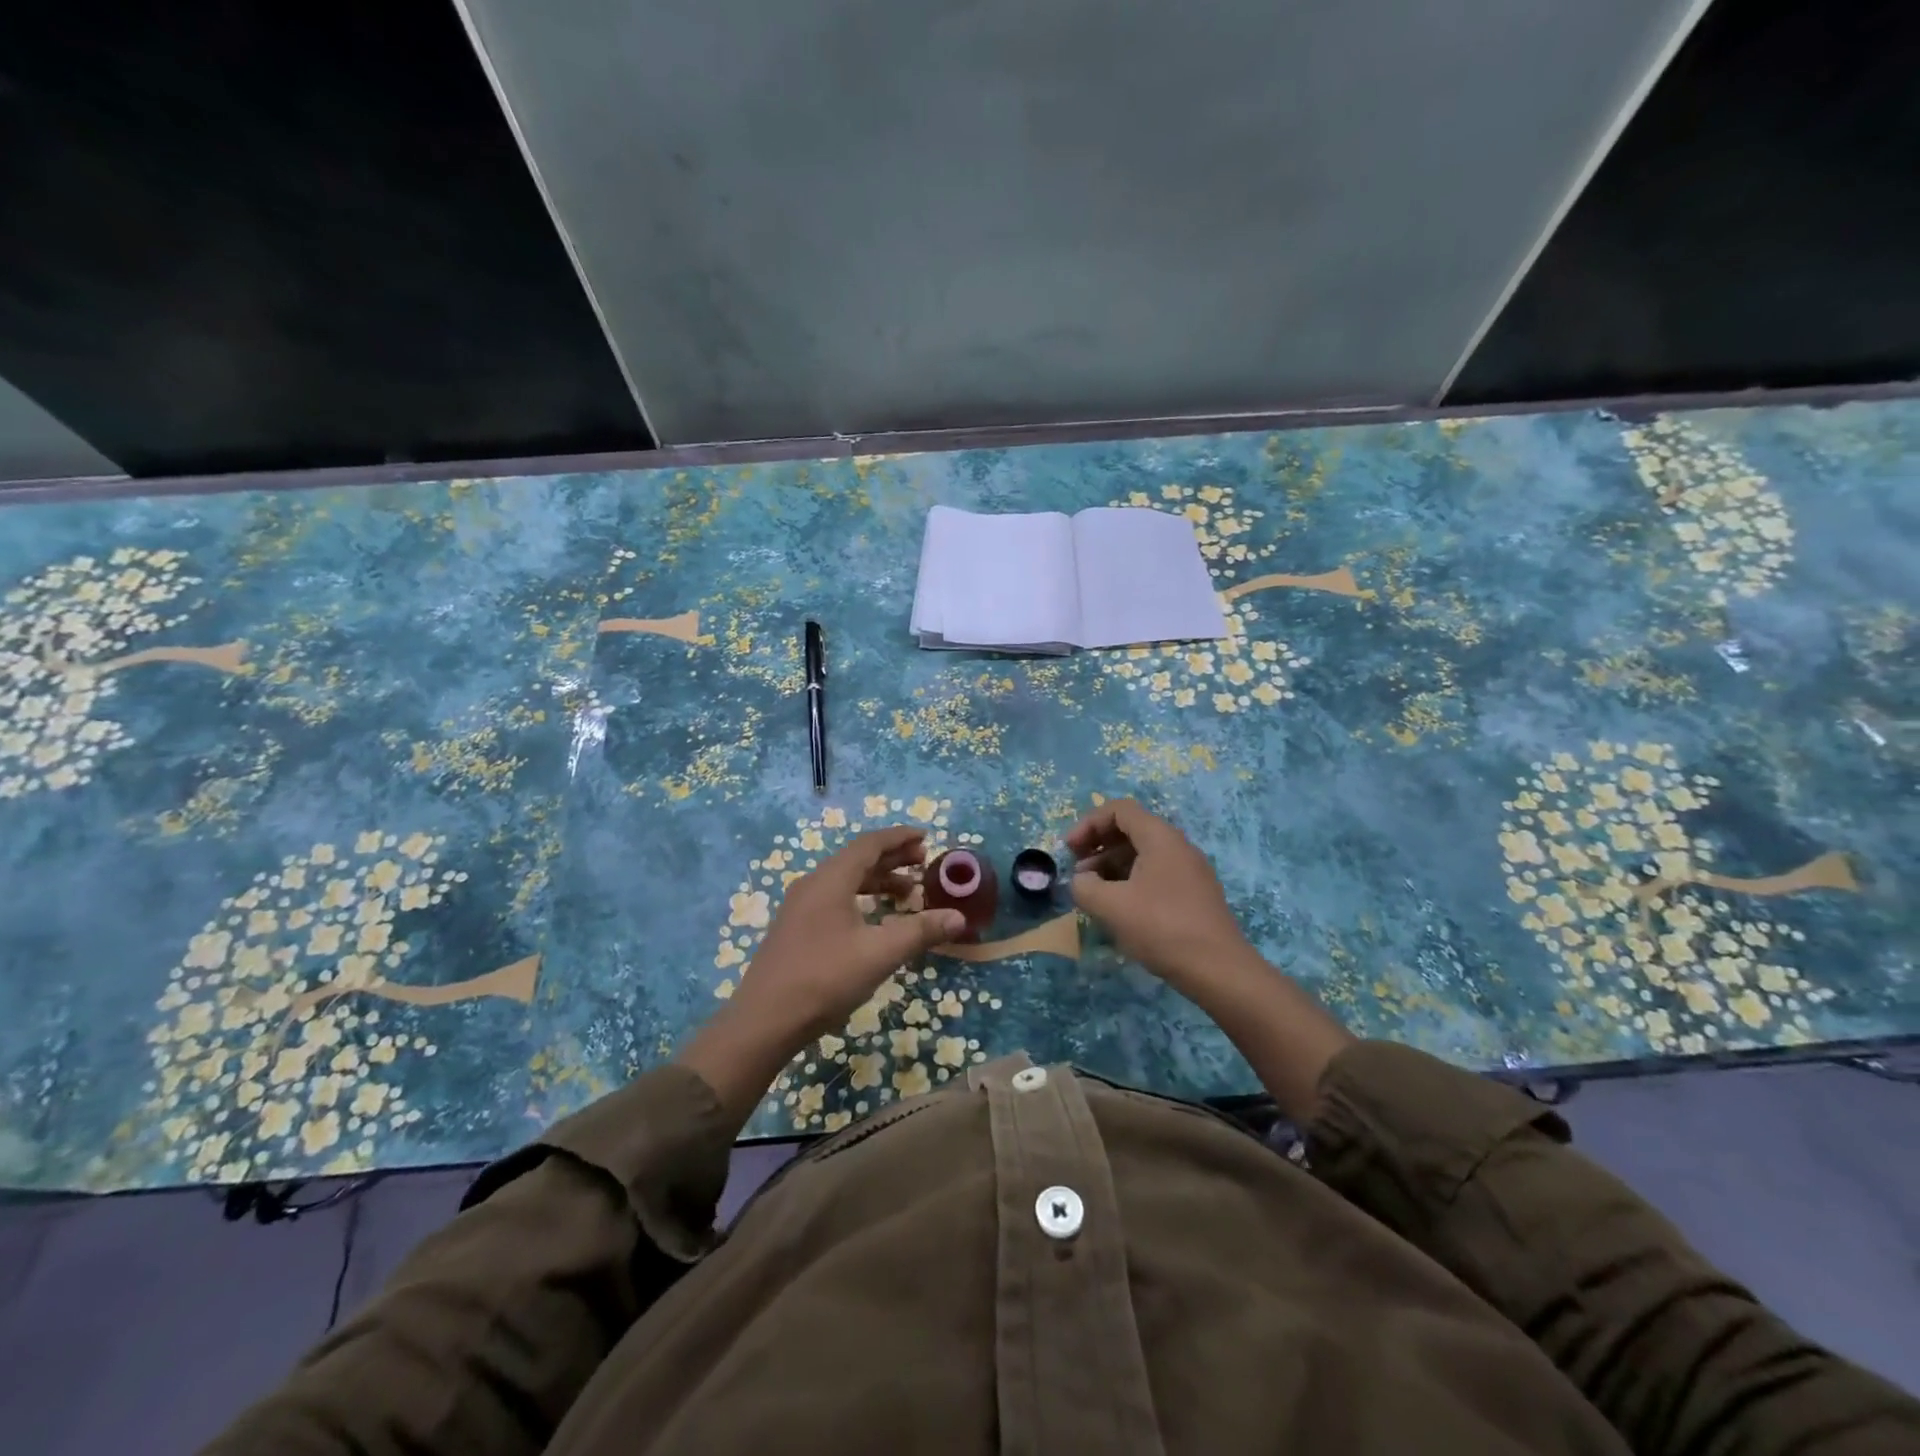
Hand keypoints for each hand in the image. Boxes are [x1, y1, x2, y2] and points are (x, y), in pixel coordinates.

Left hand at [681, 826, 965, 1126]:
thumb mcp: (880, 954)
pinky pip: (835, 898)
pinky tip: (876, 919)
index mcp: (831, 879)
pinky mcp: (796, 928)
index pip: (869, 844)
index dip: (899, 838)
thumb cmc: (824, 978)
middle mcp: (813, 884)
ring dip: (878, 880)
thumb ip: (920, 931)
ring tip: (908, 893)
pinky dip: (862, 898)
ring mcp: (800, 907)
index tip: (925, 836)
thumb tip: (959, 918)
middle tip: (923, 862)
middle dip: (892, 858)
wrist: (764, 1021)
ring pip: (846, 880)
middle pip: (857, 859)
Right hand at [1067, 798, 1254, 989]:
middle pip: (1131, 829)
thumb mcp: (1111, 906)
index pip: (1119, 810)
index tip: (1069, 850)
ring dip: (1112, 866)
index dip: (1088, 823)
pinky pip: (1156, 875)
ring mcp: (1189, 871)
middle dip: (1098, 845)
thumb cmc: (1161, 928)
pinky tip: (1119, 909)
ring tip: (1093, 893)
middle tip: (1078, 871)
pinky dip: (1130, 882)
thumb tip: (1081, 880)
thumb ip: (1084, 886)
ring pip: (1143, 854)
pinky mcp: (1194, 895)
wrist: (1219, 970)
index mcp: (1160, 838)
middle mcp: (1178, 846)